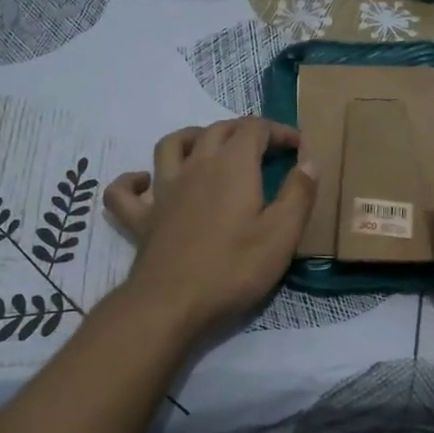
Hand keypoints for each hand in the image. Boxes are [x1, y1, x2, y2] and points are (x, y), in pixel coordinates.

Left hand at [105, 118, 316, 335]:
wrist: (172, 303)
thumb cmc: (234, 268)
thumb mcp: (282, 234)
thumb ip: (298, 194)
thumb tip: (309, 161)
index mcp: (233, 166)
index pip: (255, 128)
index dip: (278, 131)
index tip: (298, 146)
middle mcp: (196, 166)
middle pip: (217, 130)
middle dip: (244, 131)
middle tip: (264, 148)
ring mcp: (163, 190)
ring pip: (172, 145)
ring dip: (193, 138)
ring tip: (209, 148)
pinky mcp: (141, 218)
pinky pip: (125, 190)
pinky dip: (133, 180)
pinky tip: (144, 183)